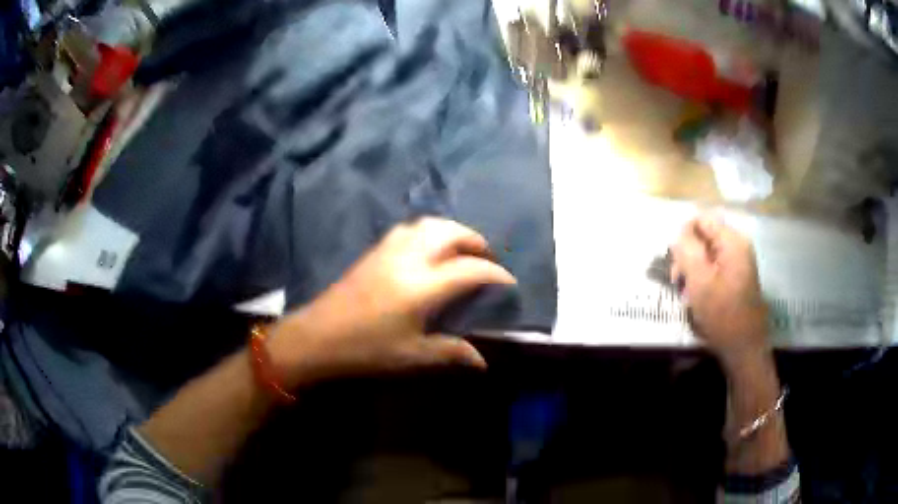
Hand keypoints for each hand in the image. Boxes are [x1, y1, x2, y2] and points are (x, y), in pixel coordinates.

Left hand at [270, 217, 516, 384]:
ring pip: (427, 224)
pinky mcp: (373, 251)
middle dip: (474, 240)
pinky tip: (427, 249)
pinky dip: (427, 231)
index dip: (495, 273)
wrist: (317, 337)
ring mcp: (388, 251)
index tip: (508, 281)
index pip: (470, 270)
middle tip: (486, 257)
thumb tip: (482, 361)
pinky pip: (407, 229)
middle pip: (450, 233)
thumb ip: (451, 353)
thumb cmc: (367, 350)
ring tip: (460, 249)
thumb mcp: (412, 356)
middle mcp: (409, 259)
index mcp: (423, 286)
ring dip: (451, 231)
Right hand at [670, 213, 769, 365]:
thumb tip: (678, 233)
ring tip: (686, 294)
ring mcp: (739, 262)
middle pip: (703, 235)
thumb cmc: (722, 315)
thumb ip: (687, 250)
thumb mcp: (699, 281)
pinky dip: (702, 279)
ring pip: (706, 253)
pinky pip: (714, 267)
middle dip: (687, 255)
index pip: (700, 219)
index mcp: (732, 241)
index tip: (675, 263)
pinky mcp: (737, 277)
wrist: (744, 348)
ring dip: (692, 270)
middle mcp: (737, 245)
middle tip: (677, 282)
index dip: (683, 236)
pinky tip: (697, 298)